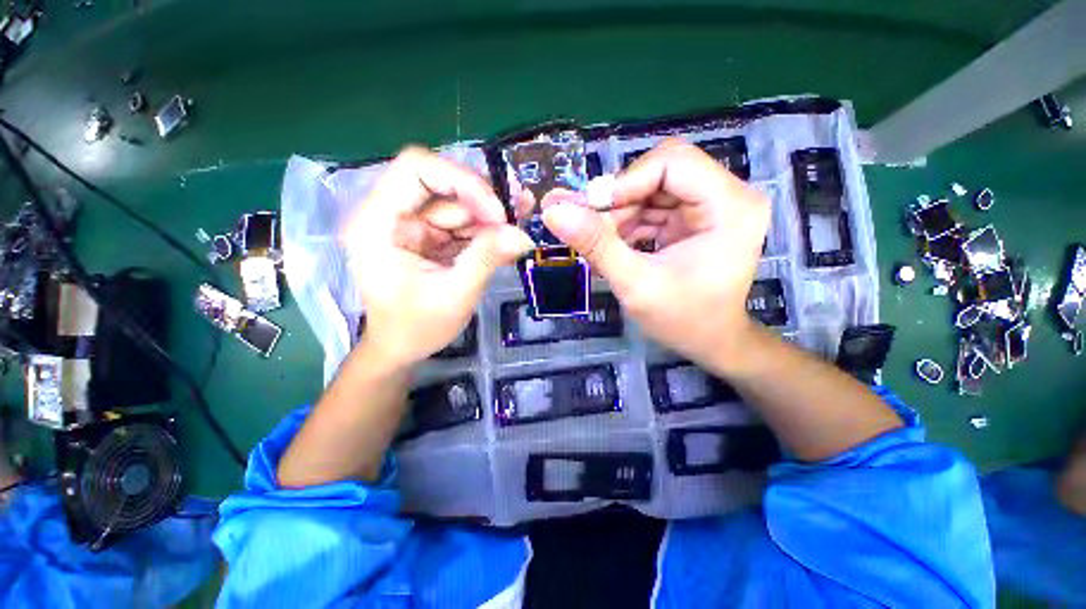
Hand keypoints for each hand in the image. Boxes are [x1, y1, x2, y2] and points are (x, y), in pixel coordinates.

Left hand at [342, 147, 532, 367]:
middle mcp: (390, 214)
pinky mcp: (428, 236)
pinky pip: (460, 222)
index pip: (416, 168)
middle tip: (514, 224)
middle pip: (441, 183)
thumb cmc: (416, 328)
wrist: (401, 347)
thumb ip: (487, 259)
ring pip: (456, 204)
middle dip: (482, 203)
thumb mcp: (455, 295)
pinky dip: (484, 232)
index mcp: (377, 224)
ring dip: (488, 220)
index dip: (461, 181)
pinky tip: (503, 245)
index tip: (496, 213)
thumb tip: (523, 235)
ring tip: (514, 238)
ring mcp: (410, 224)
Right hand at [542, 138, 769, 369]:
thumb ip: (597, 245)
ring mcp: (711, 204)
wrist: (710, 342)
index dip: (625, 181)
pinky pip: (652, 205)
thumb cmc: (683, 320)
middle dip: (618, 200)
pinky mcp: (694, 216)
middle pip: (659, 171)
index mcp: (730, 207)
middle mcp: (727, 195)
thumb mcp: (636, 285)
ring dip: (618, 214)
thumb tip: (554, 211)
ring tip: (598, 244)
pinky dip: (627, 223)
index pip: (672, 162)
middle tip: (585, 226)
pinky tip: (613, 245)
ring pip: (650, 188)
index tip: (588, 210)